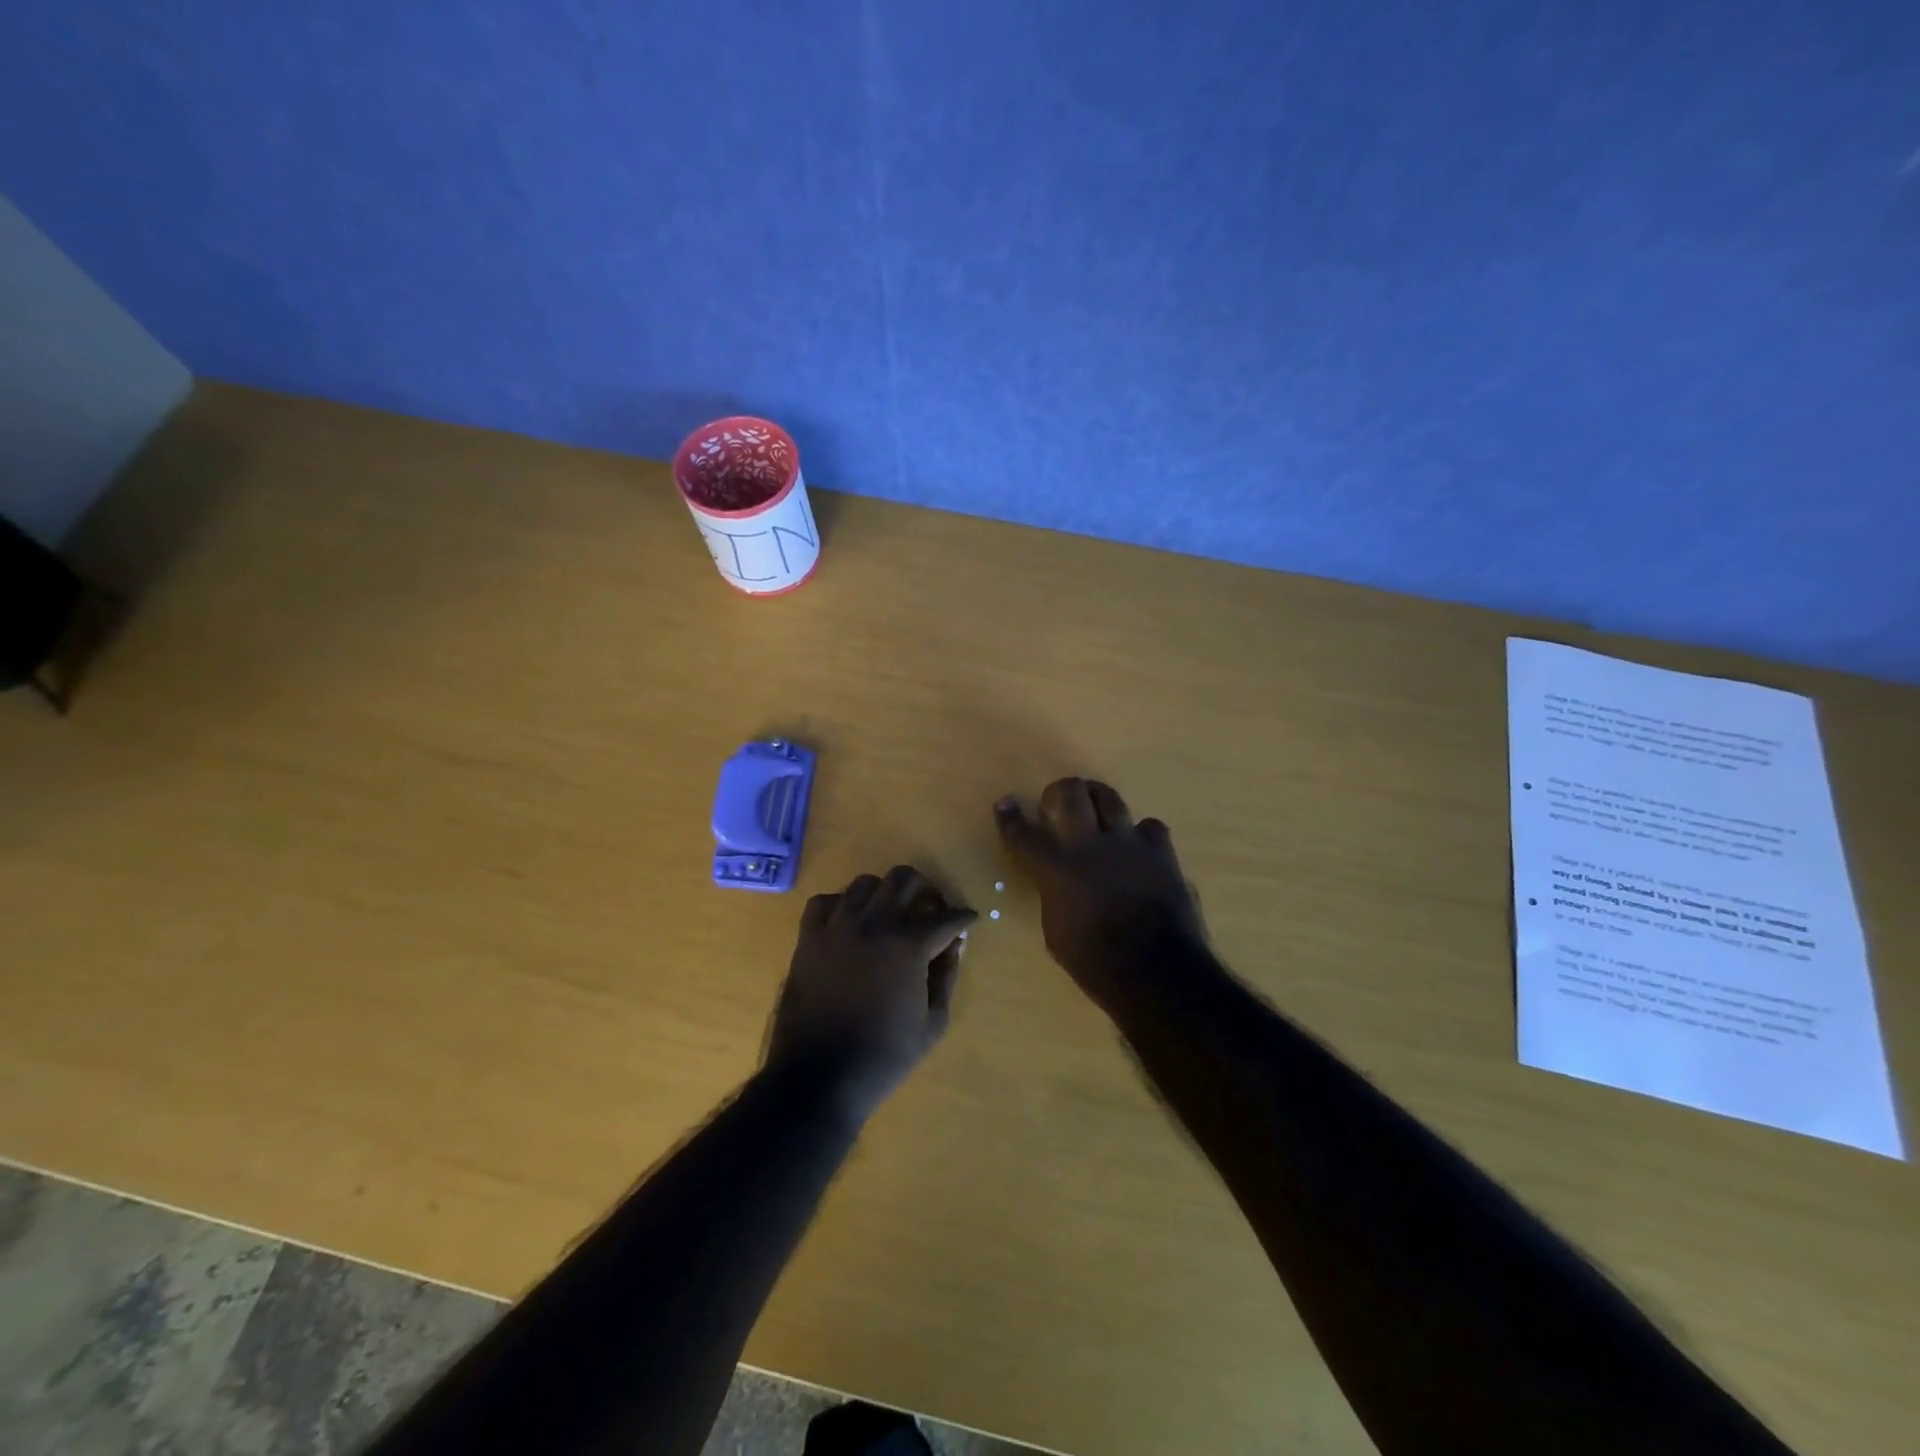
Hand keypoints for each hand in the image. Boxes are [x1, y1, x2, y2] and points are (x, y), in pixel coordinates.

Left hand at [765, 865, 976, 1122]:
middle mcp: (873, 923)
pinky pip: (824, 902)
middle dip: (925, 888)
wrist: (821, 1076)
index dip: (963, 917)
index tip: (969, 920)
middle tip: (930, 907)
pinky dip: (841, 905)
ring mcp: (837, 927)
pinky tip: (849, 922)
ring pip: (864, 883)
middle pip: (904, 878)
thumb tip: (954, 944)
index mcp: (908, 944)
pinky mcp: (808, 938)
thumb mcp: (933, 1023)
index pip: (946, 916)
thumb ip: (947, 976)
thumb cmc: (884, 1055)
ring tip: (889, 913)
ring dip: (884, 893)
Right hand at [995, 778, 1204, 1009]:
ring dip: (1097, 798)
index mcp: (1058, 869)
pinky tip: (1139, 846)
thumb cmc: (1096, 963)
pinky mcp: (1162, 852)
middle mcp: (1090, 845)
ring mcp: (1129, 844)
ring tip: (1095, 804)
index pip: (1024, 834)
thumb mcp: (1056, 932)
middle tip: (1057, 800)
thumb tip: (1058, 883)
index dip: (1010, 817)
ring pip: (1109, 798)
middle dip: (1058, 791)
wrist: (1157, 972)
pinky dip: (1140, 834)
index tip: (1005, 803)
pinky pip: (1149, 827)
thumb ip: (1054, 895)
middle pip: (1070, 794)